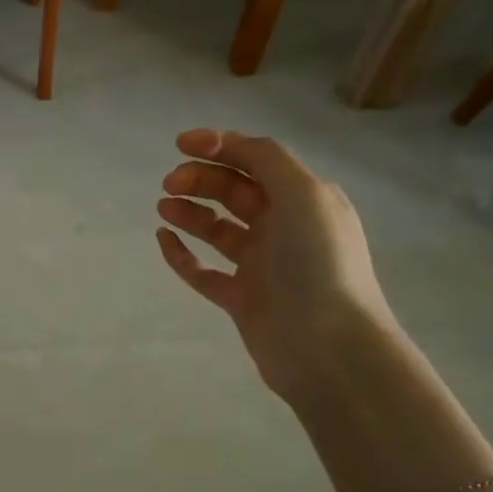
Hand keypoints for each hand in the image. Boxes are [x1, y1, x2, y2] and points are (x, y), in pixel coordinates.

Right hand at [156, 129, 394, 403]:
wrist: (328, 347)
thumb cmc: (318, 262)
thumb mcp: (303, 194)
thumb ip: (266, 160)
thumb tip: (229, 144)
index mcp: (304, 199)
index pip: (257, 161)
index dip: (219, 147)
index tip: (181, 144)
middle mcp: (284, 227)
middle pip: (234, 191)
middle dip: (201, 179)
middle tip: (169, 184)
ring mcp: (262, 265)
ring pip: (217, 229)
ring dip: (190, 212)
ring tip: (164, 207)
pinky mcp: (241, 299)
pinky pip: (204, 270)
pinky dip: (183, 254)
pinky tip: (164, 239)